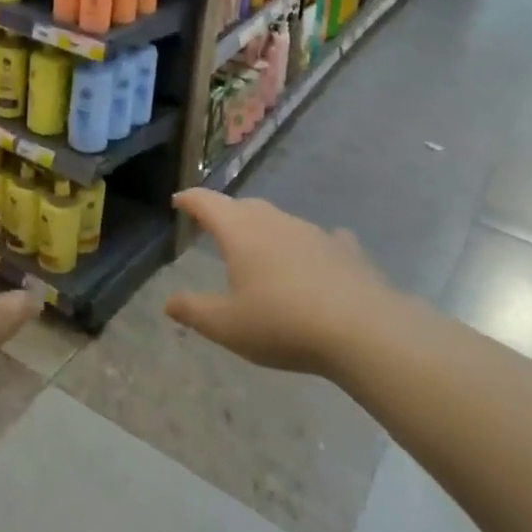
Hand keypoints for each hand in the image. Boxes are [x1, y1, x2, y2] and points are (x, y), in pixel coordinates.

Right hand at [166, 190, 393, 375]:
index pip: (207, 203)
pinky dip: (313, 245)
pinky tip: (319, 254)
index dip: (190, 200)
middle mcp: (274, 222)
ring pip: (280, 220)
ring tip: (261, 248)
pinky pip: (325, 239)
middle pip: (243, 207)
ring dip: (266, 229)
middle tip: (215, 227)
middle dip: (226, 213)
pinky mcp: (345, 251)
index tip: (179, 201)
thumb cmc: (283, 323)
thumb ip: (194, 311)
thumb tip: (168, 302)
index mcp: (240, 232)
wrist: (364, 331)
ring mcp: (313, 233)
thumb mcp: (227, 326)